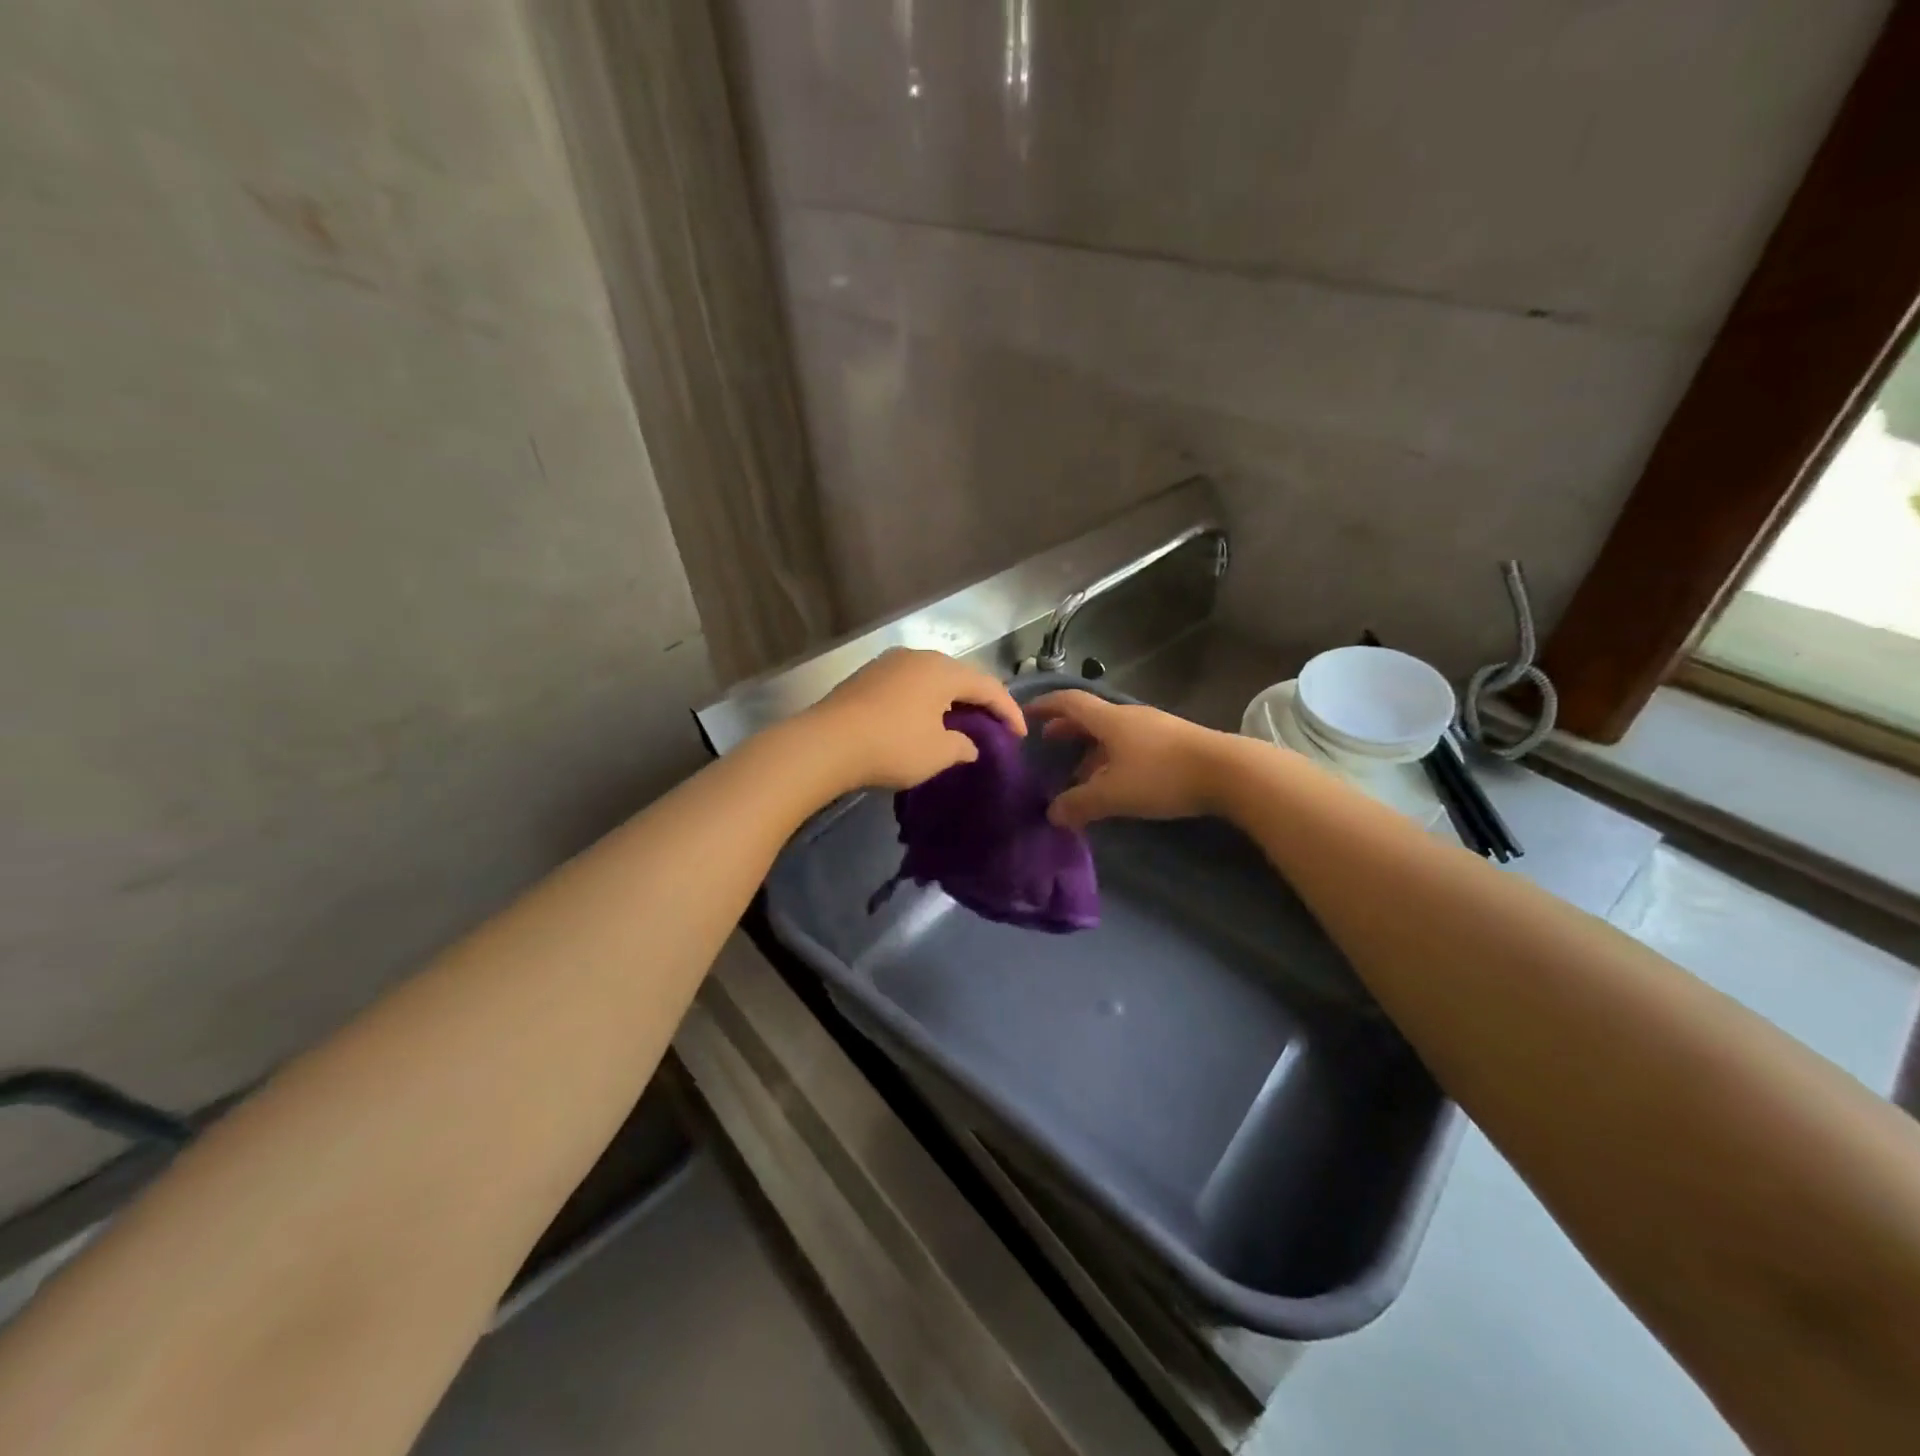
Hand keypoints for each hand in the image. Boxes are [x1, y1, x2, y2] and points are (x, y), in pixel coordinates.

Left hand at [806, 648, 1025, 790]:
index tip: (1020, 736)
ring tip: (960, 723)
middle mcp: (918, 657)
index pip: (988, 686)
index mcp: (942, 670)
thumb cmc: (892, 745)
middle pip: (960, 676)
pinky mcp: (866, 677)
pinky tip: (923, 720)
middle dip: (980, 702)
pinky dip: (924, 701)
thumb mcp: (938, 753)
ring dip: (950, 700)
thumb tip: (969, 744)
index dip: (1008, 711)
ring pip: (932, 678)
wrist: (826, 743)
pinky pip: (908, 685)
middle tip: (994, 726)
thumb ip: (962, 746)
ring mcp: (889, 664)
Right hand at [1027, 690, 1232, 829]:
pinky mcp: (1174, 743)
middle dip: (1067, 729)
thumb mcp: (1113, 794)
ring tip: (1080, 774)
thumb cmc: (1162, 776)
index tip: (1026, 714)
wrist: (1227, 771)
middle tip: (1048, 743)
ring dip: (1091, 749)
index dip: (1045, 705)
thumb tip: (1052, 814)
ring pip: (1112, 734)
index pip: (1069, 702)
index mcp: (1109, 720)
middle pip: (1090, 717)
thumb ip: (1079, 804)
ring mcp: (1154, 728)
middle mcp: (1129, 717)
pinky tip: (1116, 782)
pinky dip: (1113, 758)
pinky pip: (1131, 745)